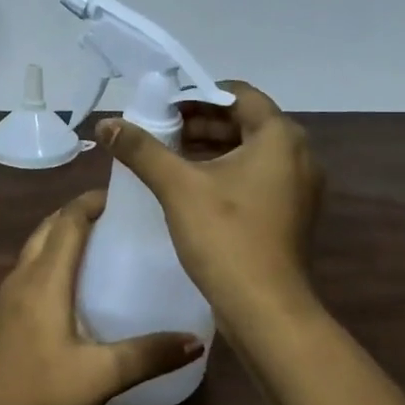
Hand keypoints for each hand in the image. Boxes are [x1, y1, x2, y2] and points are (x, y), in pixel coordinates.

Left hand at [0, 191, 204, 404]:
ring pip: (31, 252)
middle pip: (47, 229)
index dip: (91, 202)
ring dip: (57, 239)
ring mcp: (1, 299)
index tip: (120, 196)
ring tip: (91, 250)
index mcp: (45, 279)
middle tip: (110, 219)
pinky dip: (44, 267)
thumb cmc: (38, 392)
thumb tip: (196, 341)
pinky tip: (60, 296)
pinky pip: (22, 277)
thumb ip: (148, 356)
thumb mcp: (100, 376)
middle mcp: (20, 278)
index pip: (68, 221)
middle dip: (75, 215)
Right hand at [97, 81, 323, 329]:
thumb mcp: (178, 187)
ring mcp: (299, 186)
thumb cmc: (225, 236)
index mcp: (280, 137)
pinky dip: (225, 171)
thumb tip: (105, 124)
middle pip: (245, 121)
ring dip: (211, 147)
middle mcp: (299, 154)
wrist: (265, 310)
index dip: (197, 95)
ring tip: (167, 156)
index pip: (238, 94)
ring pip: (250, 150)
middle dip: (200, 122)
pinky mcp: (291, 212)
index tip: (162, 105)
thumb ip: (141, 149)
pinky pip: (256, 176)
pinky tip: (191, 185)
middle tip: (159, 129)